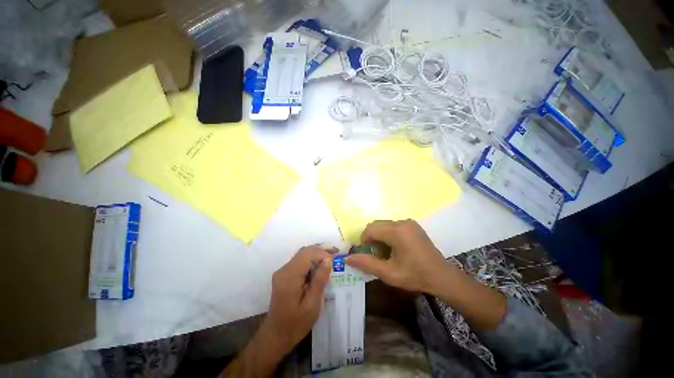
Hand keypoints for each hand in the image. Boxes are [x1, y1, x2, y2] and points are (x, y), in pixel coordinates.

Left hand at [223, 246, 333, 377]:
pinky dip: (311, 260)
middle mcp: (284, 270)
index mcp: (289, 277)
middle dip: (320, 251)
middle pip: (304, 252)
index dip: (322, 253)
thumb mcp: (312, 305)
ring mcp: (282, 271)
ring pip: (302, 254)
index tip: (336, 258)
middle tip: (336, 254)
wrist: (276, 336)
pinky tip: (320, 266)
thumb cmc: (295, 324)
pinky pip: (300, 261)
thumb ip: (319, 280)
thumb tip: (328, 259)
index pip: (307, 254)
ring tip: (331, 258)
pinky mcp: (284, 274)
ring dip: (316, 254)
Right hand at [345, 220, 453, 295]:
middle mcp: (402, 222)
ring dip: (380, 237)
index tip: (368, 255)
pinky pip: (393, 226)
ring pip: (384, 225)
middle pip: (377, 225)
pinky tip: (395, 248)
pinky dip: (388, 235)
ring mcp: (409, 222)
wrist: (442, 277)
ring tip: (386, 253)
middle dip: (372, 239)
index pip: (370, 229)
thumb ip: (366, 263)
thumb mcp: (388, 273)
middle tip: (377, 255)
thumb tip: (347, 258)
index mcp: (396, 231)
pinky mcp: (413, 225)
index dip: (364, 241)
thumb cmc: (415, 275)